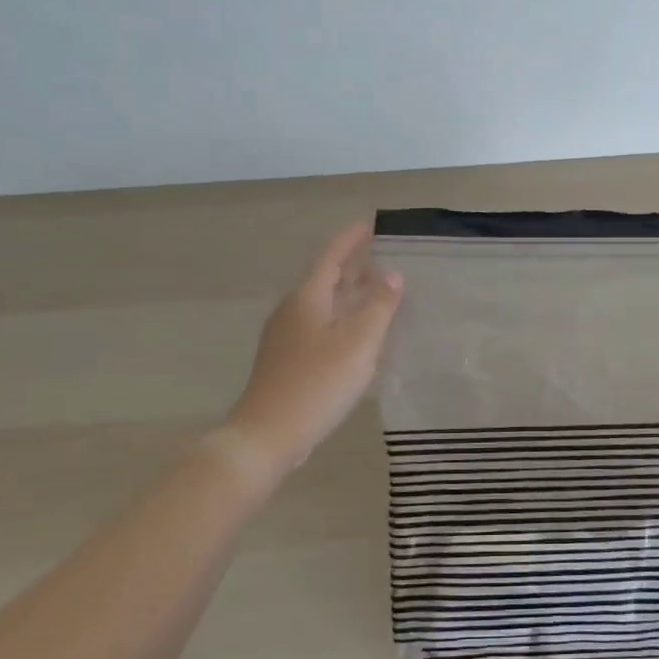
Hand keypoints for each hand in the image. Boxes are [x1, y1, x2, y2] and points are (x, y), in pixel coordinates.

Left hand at [220, 219, 403, 478]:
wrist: (267, 435)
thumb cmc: (317, 383)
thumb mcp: (358, 342)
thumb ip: (378, 306)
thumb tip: (391, 275)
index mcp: (307, 298)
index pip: (331, 256)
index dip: (351, 239)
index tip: (372, 223)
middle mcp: (293, 311)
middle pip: (325, 278)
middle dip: (353, 266)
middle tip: (383, 257)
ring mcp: (286, 337)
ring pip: (323, 304)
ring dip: (349, 294)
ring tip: (377, 293)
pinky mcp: (287, 361)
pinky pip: (321, 327)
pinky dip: (342, 320)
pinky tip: (359, 337)